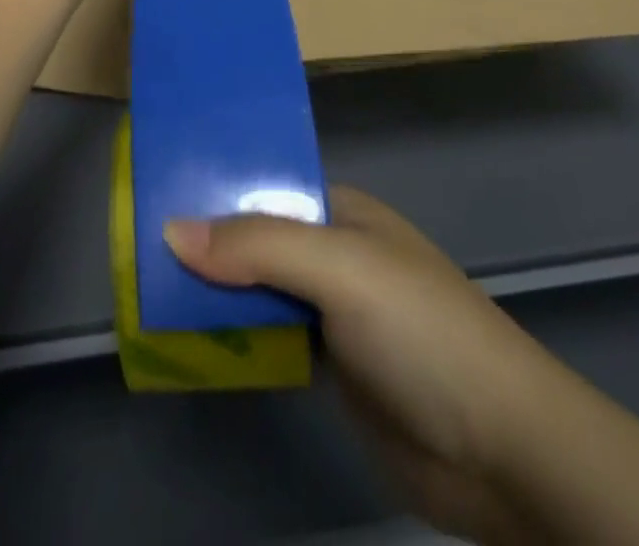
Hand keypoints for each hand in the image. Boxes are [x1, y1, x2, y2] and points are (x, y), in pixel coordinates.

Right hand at [164, 188, 540, 539]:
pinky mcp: (330, 365)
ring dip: (214, 291)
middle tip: (136, 248)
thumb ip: (256, 245)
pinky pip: (268, 338)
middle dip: (204, 243)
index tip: (152, 193)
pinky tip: (192, 338)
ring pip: (258, 289)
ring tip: (147, 288)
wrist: (503, 451)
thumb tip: (170, 230)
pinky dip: (234, 336)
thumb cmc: (421, 332)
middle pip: (255, 238)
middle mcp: (333, 252)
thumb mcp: (339, 270)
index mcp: (340, 212)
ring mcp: (332, 311)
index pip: (263, 187)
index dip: (212, 189)